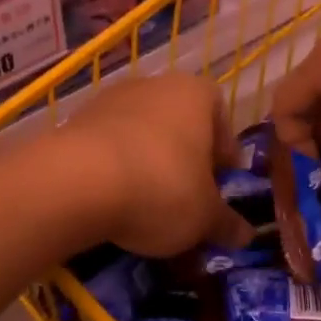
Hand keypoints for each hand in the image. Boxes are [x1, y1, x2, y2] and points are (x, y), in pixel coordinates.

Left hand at [56, 74, 253, 258]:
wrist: (76, 182)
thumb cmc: (161, 188)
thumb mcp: (204, 217)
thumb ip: (226, 223)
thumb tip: (245, 235)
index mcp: (196, 95)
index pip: (222, 118)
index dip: (225, 154)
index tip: (223, 183)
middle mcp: (154, 86)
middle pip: (180, 125)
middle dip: (186, 160)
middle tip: (189, 198)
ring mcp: (110, 100)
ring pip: (142, 136)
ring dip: (149, 165)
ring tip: (149, 207)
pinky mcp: (75, 122)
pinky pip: (108, 148)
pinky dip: (116, 171)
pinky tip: (114, 203)